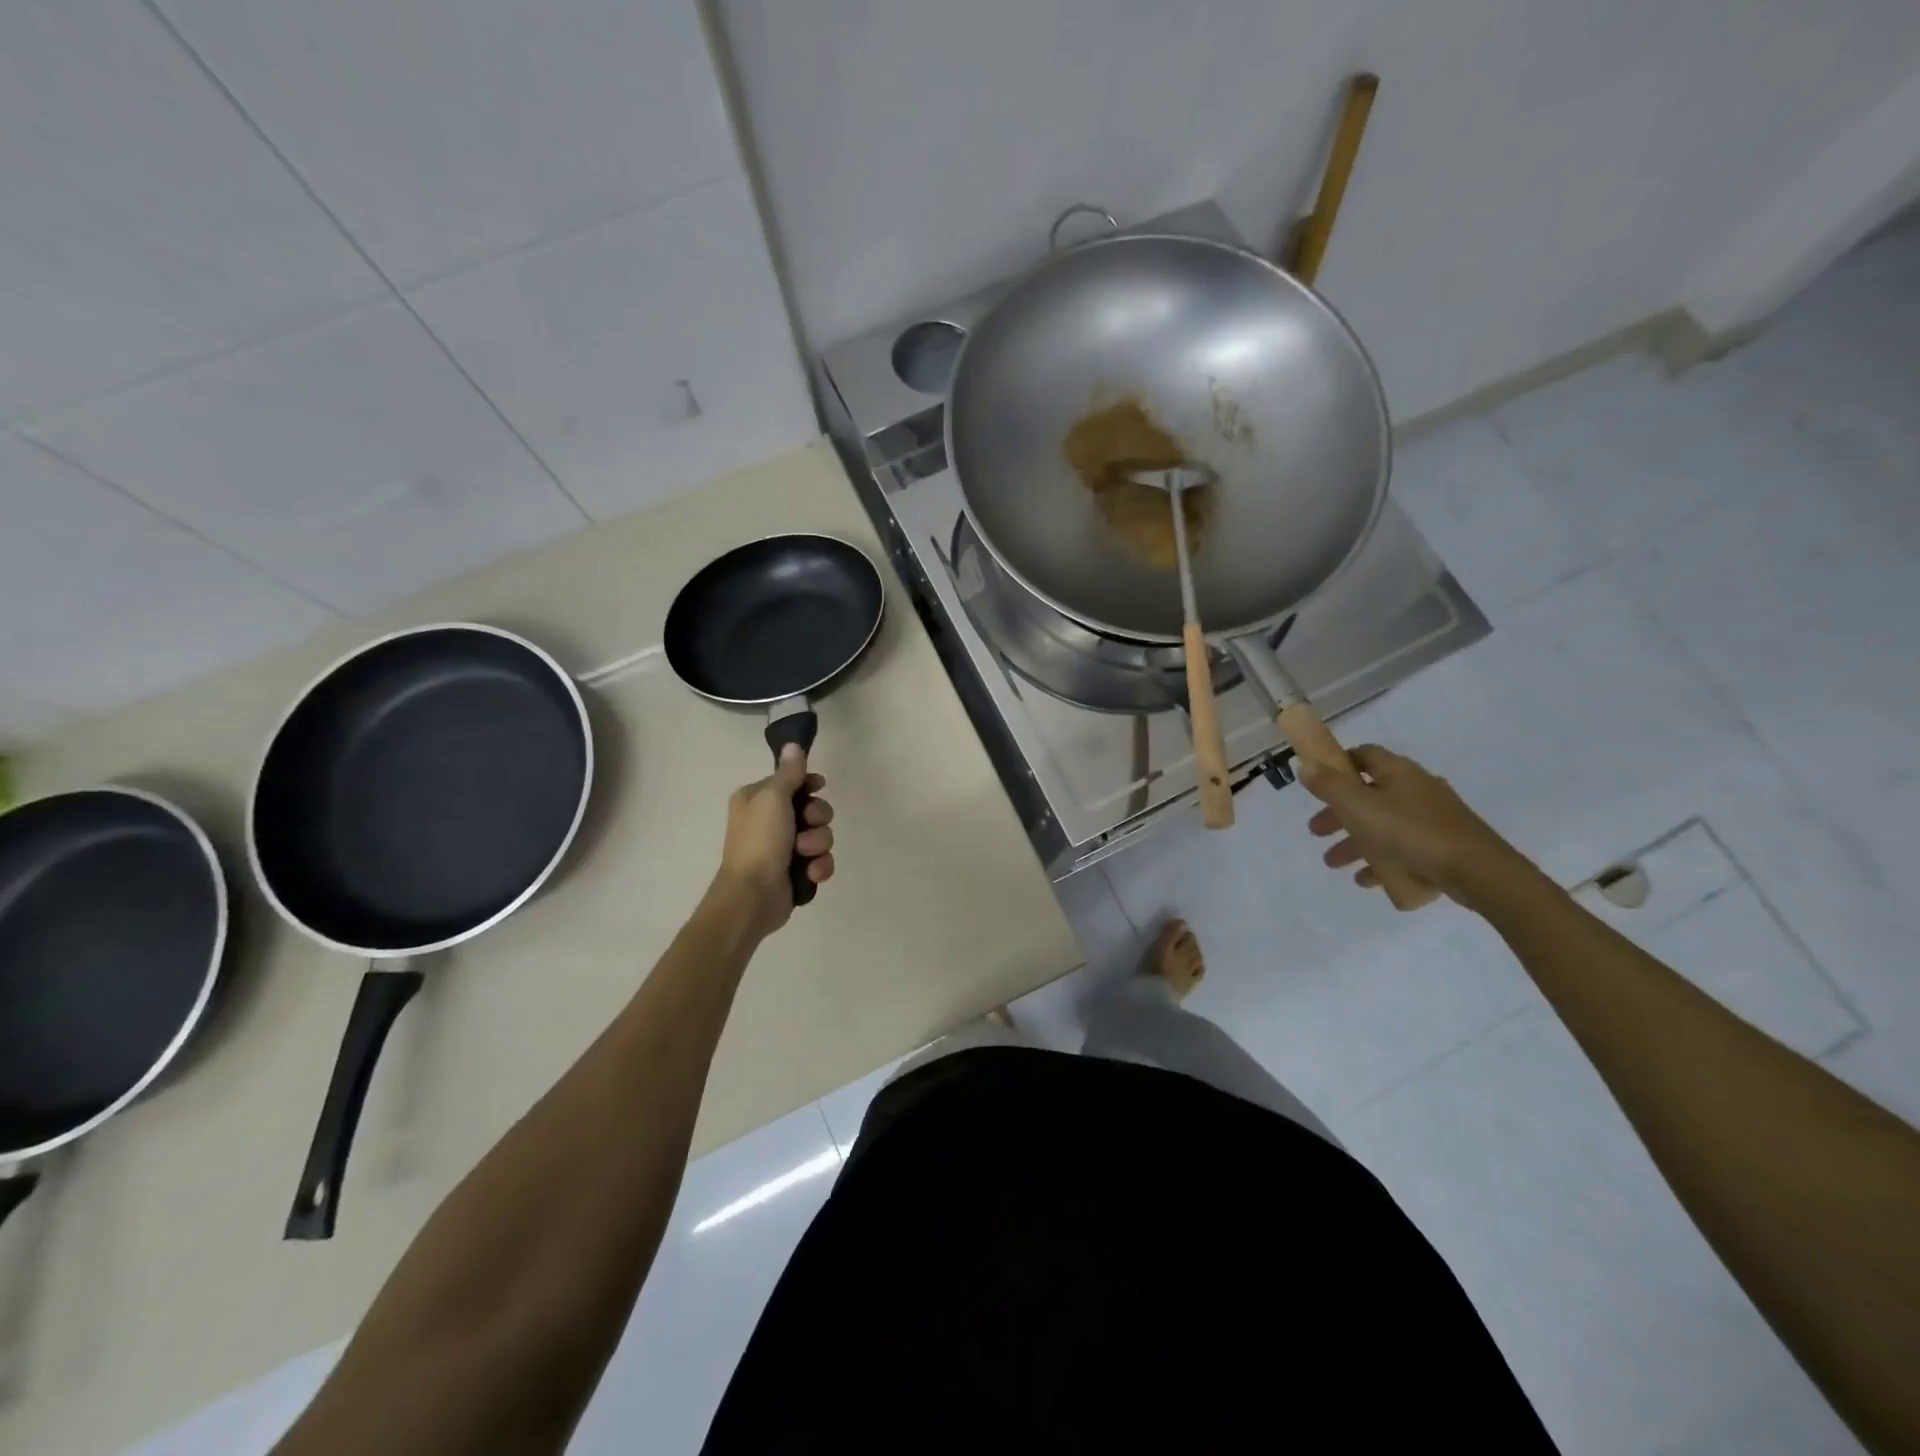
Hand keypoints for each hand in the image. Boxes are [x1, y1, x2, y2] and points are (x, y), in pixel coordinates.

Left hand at [713, 745, 835, 934]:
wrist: (752, 896)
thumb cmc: (759, 841)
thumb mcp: (772, 798)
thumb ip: (788, 772)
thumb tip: (793, 744)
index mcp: (757, 799)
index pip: (793, 781)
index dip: (809, 785)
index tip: (818, 787)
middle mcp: (770, 821)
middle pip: (813, 808)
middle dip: (817, 818)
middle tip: (806, 826)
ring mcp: (784, 848)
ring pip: (821, 835)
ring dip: (818, 845)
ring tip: (803, 856)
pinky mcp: (796, 871)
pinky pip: (821, 861)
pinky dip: (819, 867)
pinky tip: (811, 873)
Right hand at [1300, 744, 1531, 907]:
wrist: (1478, 872)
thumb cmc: (1411, 832)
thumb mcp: (1360, 807)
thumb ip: (1329, 786)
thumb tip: (1306, 765)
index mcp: (1399, 773)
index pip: (1364, 756)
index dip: (1337, 764)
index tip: (1316, 782)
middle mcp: (1417, 790)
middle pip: (1368, 795)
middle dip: (1338, 814)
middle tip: (1316, 832)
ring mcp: (1433, 819)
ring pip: (1383, 825)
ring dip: (1356, 842)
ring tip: (1335, 864)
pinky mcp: (1443, 846)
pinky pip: (1404, 849)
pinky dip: (1382, 860)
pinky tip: (1368, 881)